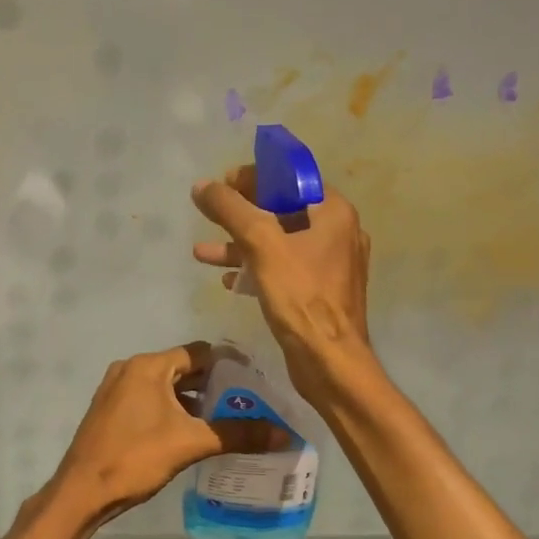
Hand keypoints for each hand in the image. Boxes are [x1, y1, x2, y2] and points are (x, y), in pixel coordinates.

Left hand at [45, 342, 274, 529]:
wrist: (82, 491)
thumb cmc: (135, 457)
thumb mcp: (191, 443)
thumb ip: (238, 434)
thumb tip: (284, 435)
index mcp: (148, 366)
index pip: (198, 353)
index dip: (229, 365)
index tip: (256, 383)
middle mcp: (130, 370)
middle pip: (183, 369)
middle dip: (214, 386)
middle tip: (247, 404)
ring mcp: (117, 390)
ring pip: (166, 388)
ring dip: (194, 402)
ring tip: (227, 422)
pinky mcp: (111, 411)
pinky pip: (150, 402)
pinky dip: (173, 411)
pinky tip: (193, 434)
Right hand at [192, 165, 376, 407]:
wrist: (329, 361)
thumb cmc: (300, 296)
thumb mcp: (260, 244)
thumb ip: (230, 209)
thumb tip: (202, 185)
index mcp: (332, 212)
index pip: (291, 178)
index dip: (254, 177)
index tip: (223, 184)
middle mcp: (337, 232)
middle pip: (282, 209)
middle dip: (241, 213)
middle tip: (210, 213)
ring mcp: (329, 264)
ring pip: (278, 242)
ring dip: (240, 245)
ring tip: (203, 253)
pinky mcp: (318, 291)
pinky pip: (282, 269)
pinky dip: (255, 269)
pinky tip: (229, 282)